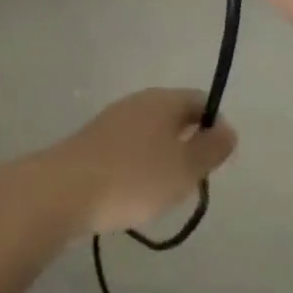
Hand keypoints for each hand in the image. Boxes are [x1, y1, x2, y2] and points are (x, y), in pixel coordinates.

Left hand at [46, 88, 237, 234]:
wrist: (65, 189)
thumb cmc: (134, 178)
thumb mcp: (184, 168)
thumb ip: (210, 148)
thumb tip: (227, 128)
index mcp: (162, 100)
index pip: (200, 100)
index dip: (215, 126)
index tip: (216, 160)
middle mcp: (138, 102)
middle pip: (175, 115)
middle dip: (189, 144)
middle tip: (193, 180)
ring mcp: (113, 120)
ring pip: (152, 133)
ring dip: (164, 157)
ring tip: (165, 191)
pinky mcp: (95, 141)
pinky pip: (130, 148)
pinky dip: (140, 166)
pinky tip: (136, 192)